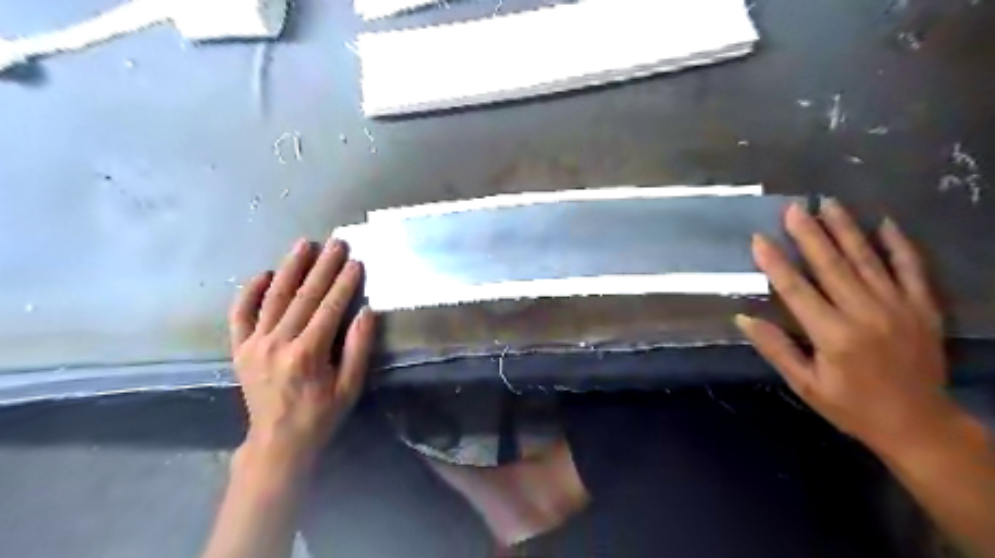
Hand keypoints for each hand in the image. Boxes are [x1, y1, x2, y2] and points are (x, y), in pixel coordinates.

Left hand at [230, 237, 377, 471]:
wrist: (277, 441)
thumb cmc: (321, 414)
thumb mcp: (350, 386)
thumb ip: (358, 349)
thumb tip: (366, 312)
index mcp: (308, 354)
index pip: (330, 308)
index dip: (344, 283)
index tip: (355, 261)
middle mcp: (278, 343)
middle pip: (304, 296)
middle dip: (323, 267)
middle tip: (336, 242)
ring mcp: (255, 344)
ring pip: (274, 297)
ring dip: (290, 268)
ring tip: (303, 244)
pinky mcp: (240, 349)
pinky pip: (240, 314)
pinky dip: (250, 292)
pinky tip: (263, 273)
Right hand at [733, 200, 951, 452]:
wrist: (919, 425)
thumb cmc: (852, 407)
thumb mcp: (805, 385)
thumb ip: (776, 349)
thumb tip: (744, 319)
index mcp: (833, 335)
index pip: (796, 290)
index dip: (775, 263)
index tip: (758, 238)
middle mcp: (866, 314)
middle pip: (832, 266)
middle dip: (809, 234)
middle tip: (793, 208)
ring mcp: (899, 308)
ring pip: (868, 260)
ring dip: (846, 230)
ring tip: (829, 204)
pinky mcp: (924, 309)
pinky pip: (912, 269)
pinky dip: (899, 245)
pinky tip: (885, 224)